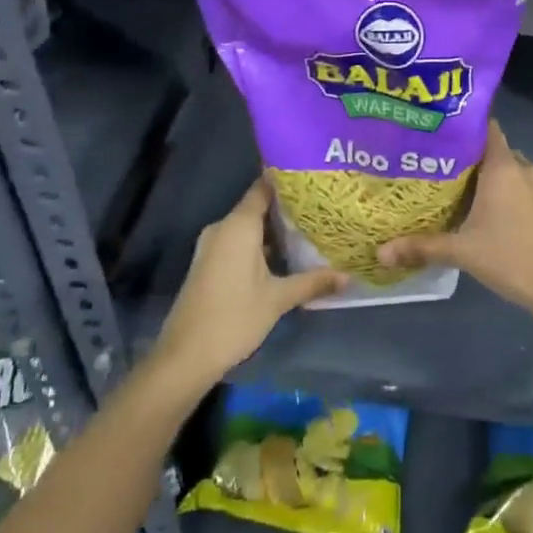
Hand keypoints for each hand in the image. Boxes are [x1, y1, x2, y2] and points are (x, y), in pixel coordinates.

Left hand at [152, 179, 346, 390]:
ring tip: (310, 227)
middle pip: (258, 205)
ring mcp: (213, 246)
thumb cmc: (234, 318)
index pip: (264, 187)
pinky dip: (261, 243)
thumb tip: (348, 276)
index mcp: (238, 225)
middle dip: (288, 206)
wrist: (184, 357)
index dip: (288, 179)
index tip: (314, 176)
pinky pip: (239, 241)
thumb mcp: (278, 299)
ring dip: (275, 228)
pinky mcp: (209, 263)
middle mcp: (223, 228)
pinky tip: (285, 254)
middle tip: (322, 204)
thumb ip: (313, 282)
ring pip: (249, 226)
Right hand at [376, 120, 532, 314]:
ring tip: (452, 186)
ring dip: (484, 176)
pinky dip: (500, 191)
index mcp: (503, 166)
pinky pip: (518, 186)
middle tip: (434, 163)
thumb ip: (422, 246)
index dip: (461, 126)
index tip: (436, 131)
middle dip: (466, 155)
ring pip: (505, 170)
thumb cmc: (511, 256)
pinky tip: (479, 208)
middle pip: (491, 150)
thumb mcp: (462, 251)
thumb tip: (381, 251)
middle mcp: (522, 168)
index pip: (484, 127)